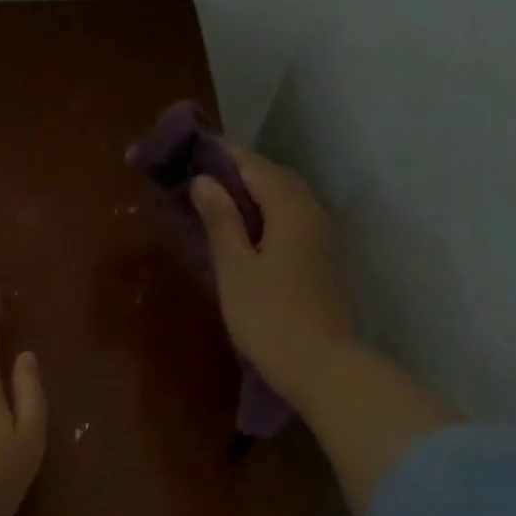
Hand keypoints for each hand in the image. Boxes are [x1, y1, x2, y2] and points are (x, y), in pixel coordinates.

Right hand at [189, 146, 358, 413]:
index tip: (192, 150)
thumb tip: (204, 182)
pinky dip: (267, 219)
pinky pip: (292, 224)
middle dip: (239, 173)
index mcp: (291, 207)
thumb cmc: (270, 317)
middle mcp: (313, 213)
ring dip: (253, 196)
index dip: (223, 155)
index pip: (254, 165)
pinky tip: (246, 235)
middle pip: (275, 179)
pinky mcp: (322, 263)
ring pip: (286, 202)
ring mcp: (322, 239)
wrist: (321, 366)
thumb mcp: (235, 268)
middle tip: (201, 178)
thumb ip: (221, 221)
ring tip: (218, 205)